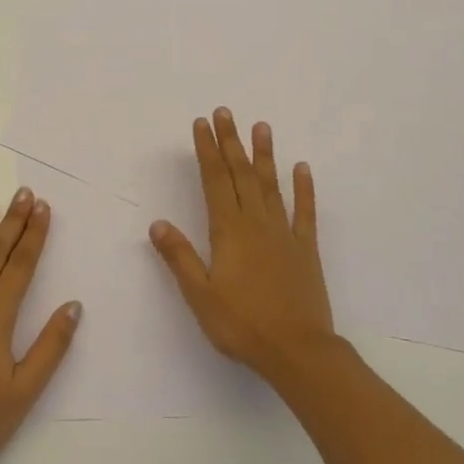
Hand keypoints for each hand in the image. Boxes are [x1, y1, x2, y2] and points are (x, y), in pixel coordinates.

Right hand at [149, 108, 337, 381]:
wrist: (298, 351)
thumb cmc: (242, 325)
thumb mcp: (200, 295)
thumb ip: (179, 257)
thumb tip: (157, 224)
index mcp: (229, 231)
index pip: (215, 181)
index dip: (207, 151)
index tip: (202, 124)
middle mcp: (256, 223)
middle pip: (241, 174)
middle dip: (231, 142)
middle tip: (225, 112)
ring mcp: (284, 234)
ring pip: (271, 185)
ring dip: (264, 155)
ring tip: (261, 126)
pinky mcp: (306, 249)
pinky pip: (304, 212)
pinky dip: (304, 188)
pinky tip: (302, 167)